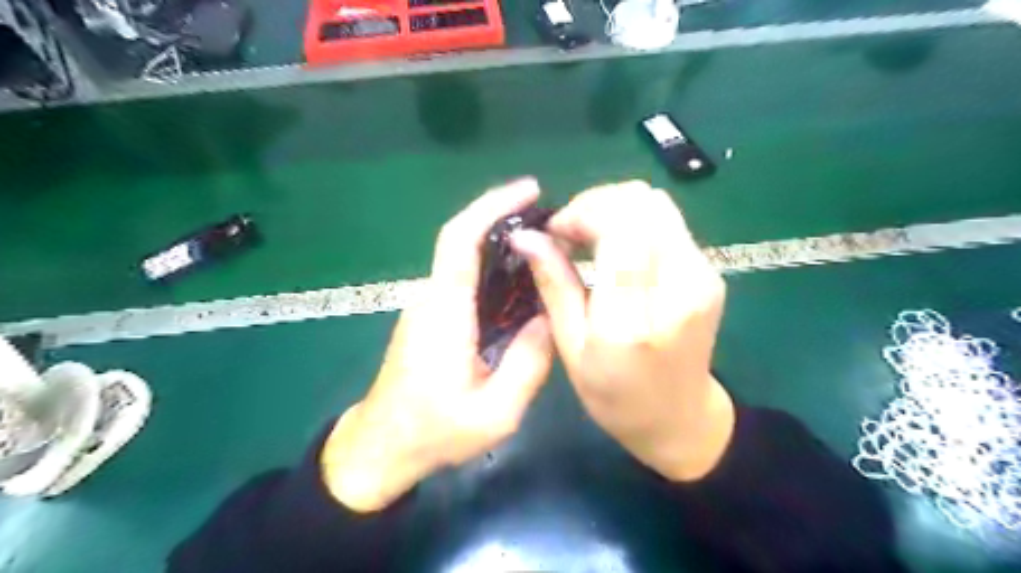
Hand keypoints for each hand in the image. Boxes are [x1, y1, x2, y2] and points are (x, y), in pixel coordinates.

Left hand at [322, 178, 554, 510]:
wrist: (383, 447)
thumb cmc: (435, 432)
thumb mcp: (496, 411)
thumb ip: (529, 362)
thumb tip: (551, 318)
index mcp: (445, 311)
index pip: (460, 239)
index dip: (492, 206)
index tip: (529, 190)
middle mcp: (432, 297)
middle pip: (465, 241)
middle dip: (506, 219)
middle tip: (554, 224)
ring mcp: (429, 306)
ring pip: (466, 261)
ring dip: (503, 244)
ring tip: (548, 250)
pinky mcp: (432, 318)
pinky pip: (466, 282)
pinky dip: (495, 270)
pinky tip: (524, 284)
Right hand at [520, 179, 734, 483]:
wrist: (681, 419)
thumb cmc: (616, 398)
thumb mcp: (572, 349)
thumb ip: (554, 285)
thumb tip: (526, 236)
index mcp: (633, 320)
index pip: (620, 228)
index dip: (581, 213)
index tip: (555, 232)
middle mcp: (679, 287)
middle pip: (642, 201)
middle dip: (596, 203)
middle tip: (568, 233)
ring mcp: (702, 275)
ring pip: (657, 203)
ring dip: (614, 209)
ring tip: (587, 238)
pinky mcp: (709, 271)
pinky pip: (667, 222)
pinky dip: (633, 221)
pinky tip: (614, 248)